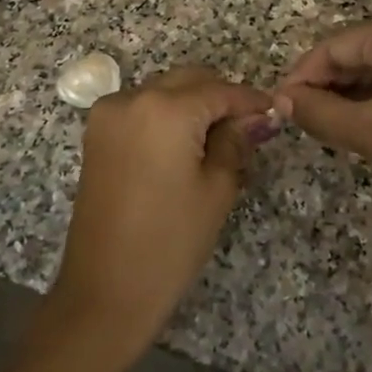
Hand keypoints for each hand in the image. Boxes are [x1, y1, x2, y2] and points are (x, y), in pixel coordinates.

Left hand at [47, 66, 275, 353]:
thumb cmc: (170, 243)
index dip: (251, 100)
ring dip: (192, 104)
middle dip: (220, 97)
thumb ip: (236, 141)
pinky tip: (185, 145)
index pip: (220, 91)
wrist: (104, 291)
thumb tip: (257, 116)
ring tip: (218, 141)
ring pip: (164, 90)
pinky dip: (166, 116)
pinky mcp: (97, 133)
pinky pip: (141, 108)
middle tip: (248, 128)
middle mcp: (132, 98)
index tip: (274, 111)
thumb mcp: (216, 189)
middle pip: (189, 81)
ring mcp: (108, 114)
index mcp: (166, 109)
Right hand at [278, 4, 371, 238]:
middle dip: (335, 83)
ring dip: (365, 85)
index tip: (281, 106)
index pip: (333, 46)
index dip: (302, 77)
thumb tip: (281, 98)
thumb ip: (316, 110)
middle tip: (311, 121)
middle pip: (364, 47)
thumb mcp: (370, 134)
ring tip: (345, 123)